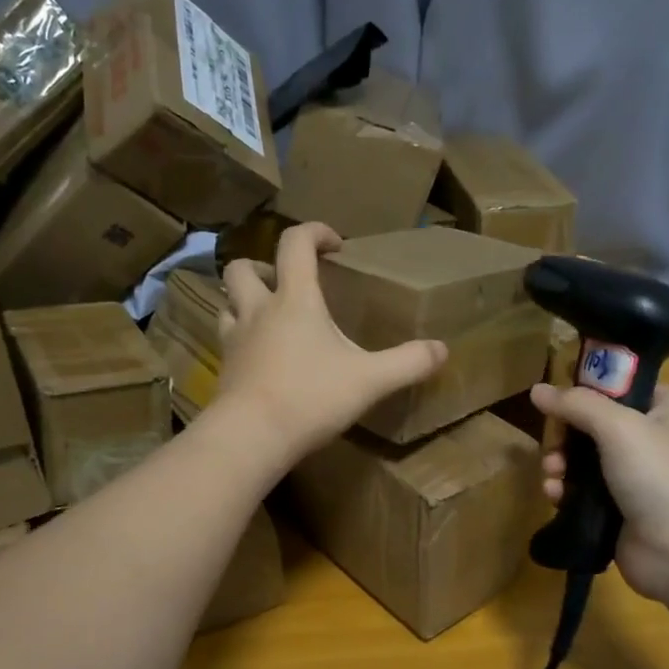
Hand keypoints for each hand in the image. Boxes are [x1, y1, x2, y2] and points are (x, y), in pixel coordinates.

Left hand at [216, 223, 447, 464]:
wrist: (251, 436)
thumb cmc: (311, 397)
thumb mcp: (370, 380)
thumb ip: (408, 363)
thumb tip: (442, 350)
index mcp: (295, 299)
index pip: (296, 243)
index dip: (314, 232)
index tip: (335, 245)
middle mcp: (258, 310)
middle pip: (242, 267)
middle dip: (264, 265)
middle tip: (288, 283)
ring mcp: (235, 339)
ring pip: (227, 302)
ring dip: (245, 300)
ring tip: (269, 316)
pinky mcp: (225, 368)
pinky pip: (227, 339)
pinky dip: (241, 337)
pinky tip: (262, 357)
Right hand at [530, 382, 668, 612]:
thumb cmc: (659, 477)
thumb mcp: (619, 427)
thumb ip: (576, 404)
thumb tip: (537, 389)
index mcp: (661, 413)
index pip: (621, 387)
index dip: (589, 386)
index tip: (559, 395)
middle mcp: (647, 442)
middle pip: (591, 424)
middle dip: (564, 434)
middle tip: (553, 446)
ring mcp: (630, 479)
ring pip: (580, 460)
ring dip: (558, 463)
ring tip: (552, 474)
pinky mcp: (613, 512)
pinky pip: (578, 493)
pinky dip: (563, 492)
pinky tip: (554, 497)